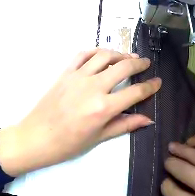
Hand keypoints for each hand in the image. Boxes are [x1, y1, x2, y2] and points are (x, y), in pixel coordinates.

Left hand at [0, 49, 160, 175]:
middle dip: (139, 63)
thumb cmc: (67, 144)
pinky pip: (82, 54)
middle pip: (123, 67)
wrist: (36, 137)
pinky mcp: (65, 73)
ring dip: (119, 54)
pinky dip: (95, 51)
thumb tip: (148, 119)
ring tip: (127, 57)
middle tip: (146, 63)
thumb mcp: (98, 138)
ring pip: (104, 55)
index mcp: (104, 107)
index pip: (135, 91)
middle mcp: (93, 87)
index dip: (150, 86)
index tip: (158, 81)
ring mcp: (78, 76)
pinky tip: (102, 55)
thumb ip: (124, 125)